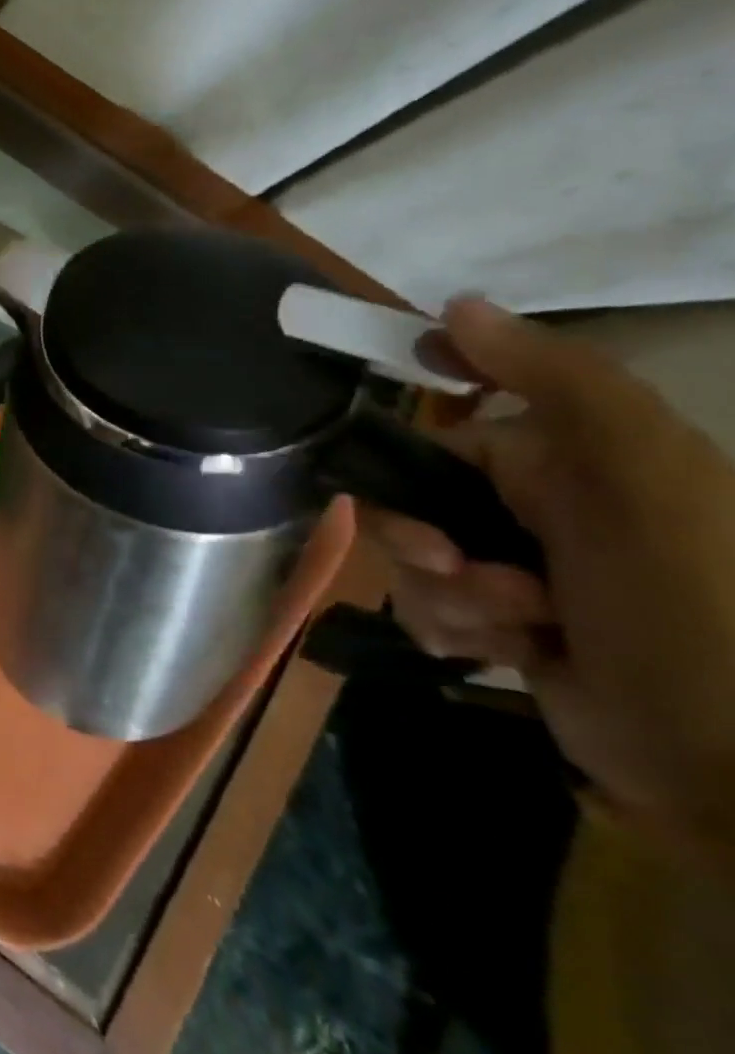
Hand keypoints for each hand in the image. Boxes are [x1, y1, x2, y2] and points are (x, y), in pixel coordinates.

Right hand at [362, 298, 734, 861]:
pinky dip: (447, 628)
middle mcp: (537, 508)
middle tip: (461, 569)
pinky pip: (427, 607)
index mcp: (567, 460)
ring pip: (413, 557)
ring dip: (437, 593)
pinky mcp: (502, 628)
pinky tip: (497, 653)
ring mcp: (516, 570)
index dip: (400, 448)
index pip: (439, 432)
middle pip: (410, 498)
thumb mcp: (644, 478)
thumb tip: (454, 306)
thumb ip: (557, 382)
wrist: (734, 771)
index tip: (377, 472)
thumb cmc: (693, 608)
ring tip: (506, 627)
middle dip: (416, 538)